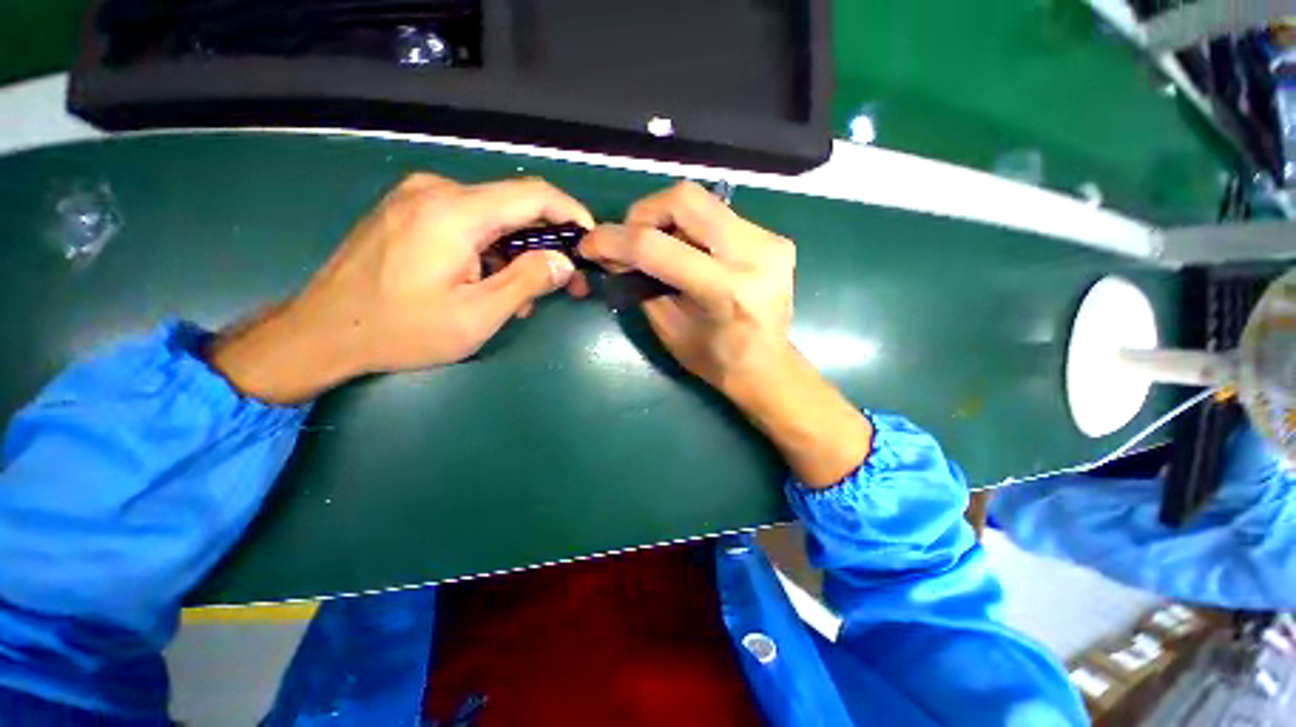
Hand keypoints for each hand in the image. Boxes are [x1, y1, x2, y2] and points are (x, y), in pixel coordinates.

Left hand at [208, 174, 592, 403]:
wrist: (322, 332)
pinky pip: (467, 222)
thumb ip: (527, 282)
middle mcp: (437, 190)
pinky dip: (492, 250)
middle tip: (566, 282)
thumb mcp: (476, 315)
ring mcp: (418, 197)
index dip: (571, 213)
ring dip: (518, 252)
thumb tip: (564, 262)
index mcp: (455, 211)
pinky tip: (492, 282)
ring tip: (526, 296)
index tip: (590, 240)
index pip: (533, 194)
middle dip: (547, 242)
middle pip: (514, 206)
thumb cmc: (402, 329)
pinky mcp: (409, 211)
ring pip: (493, 217)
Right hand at [578, 182, 795, 393]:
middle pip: (684, 199)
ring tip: (658, 246)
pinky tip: (689, 251)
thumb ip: (639, 285)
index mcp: (726, 290)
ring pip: (702, 201)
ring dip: (667, 218)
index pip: (656, 247)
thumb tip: (611, 253)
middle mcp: (754, 255)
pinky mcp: (774, 238)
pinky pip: (719, 215)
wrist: (767, 366)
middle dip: (643, 214)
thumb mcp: (668, 329)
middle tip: (630, 239)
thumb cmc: (714, 360)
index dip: (613, 240)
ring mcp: (770, 241)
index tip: (589, 245)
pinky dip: (692, 227)